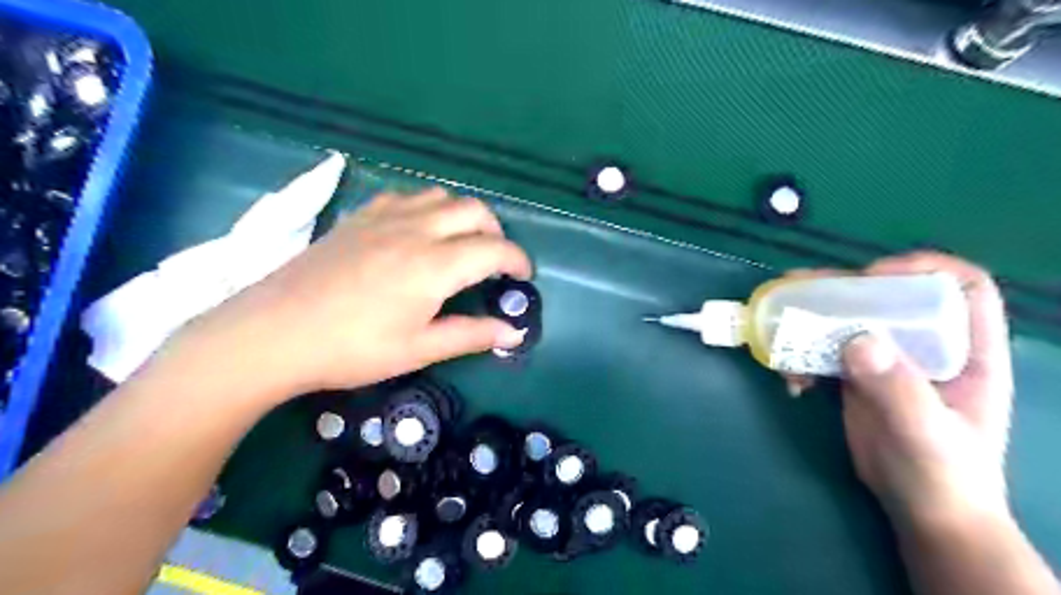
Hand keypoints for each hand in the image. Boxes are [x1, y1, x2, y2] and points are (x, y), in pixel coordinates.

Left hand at [180, 187, 538, 401]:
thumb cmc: (352, 348)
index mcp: (435, 266)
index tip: (524, 276)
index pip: (495, 250)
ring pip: (441, 196)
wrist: (273, 332)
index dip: (518, 261)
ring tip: (460, 243)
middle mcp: (417, 230)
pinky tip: (417, 231)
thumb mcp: (418, 348)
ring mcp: (385, 217)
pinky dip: (427, 208)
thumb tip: (514, 332)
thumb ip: (471, 335)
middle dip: (496, 231)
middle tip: (494, 260)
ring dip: (463, 215)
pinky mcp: (359, 216)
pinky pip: (407, 196)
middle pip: (474, 210)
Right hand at [781, 255, 1014, 530]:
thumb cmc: (944, 476)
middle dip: (843, 288)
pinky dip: (802, 358)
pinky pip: (825, 351)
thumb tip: (857, 339)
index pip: (961, 287)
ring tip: (779, 328)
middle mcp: (927, 346)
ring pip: (850, 320)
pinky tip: (791, 382)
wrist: (922, 512)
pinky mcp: (857, 377)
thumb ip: (898, 388)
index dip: (922, 270)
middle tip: (800, 290)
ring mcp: (888, 360)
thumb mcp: (926, 433)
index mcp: (967, 351)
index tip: (872, 277)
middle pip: (889, 296)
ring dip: (811, 320)